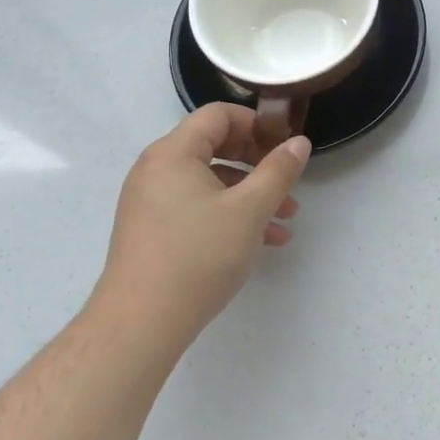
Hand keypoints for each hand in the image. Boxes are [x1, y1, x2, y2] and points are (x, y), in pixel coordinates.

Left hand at [93, 104, 310, 340]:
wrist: (140, 324)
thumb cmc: (198, 255)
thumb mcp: (250, 210)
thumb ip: (278, 171)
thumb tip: (299, 143)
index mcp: (173, 153)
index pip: (218, 115)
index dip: (256, 123)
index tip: (284, 145)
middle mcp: (156, 170)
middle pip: (214, 146)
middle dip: (257, 162)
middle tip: (286, 179)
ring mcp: (150, 202)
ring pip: (209, 182)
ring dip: (250, 194)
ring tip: (285, 218)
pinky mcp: (152, 231)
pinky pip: (196, 207)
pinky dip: (229, 214)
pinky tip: (262, 242)